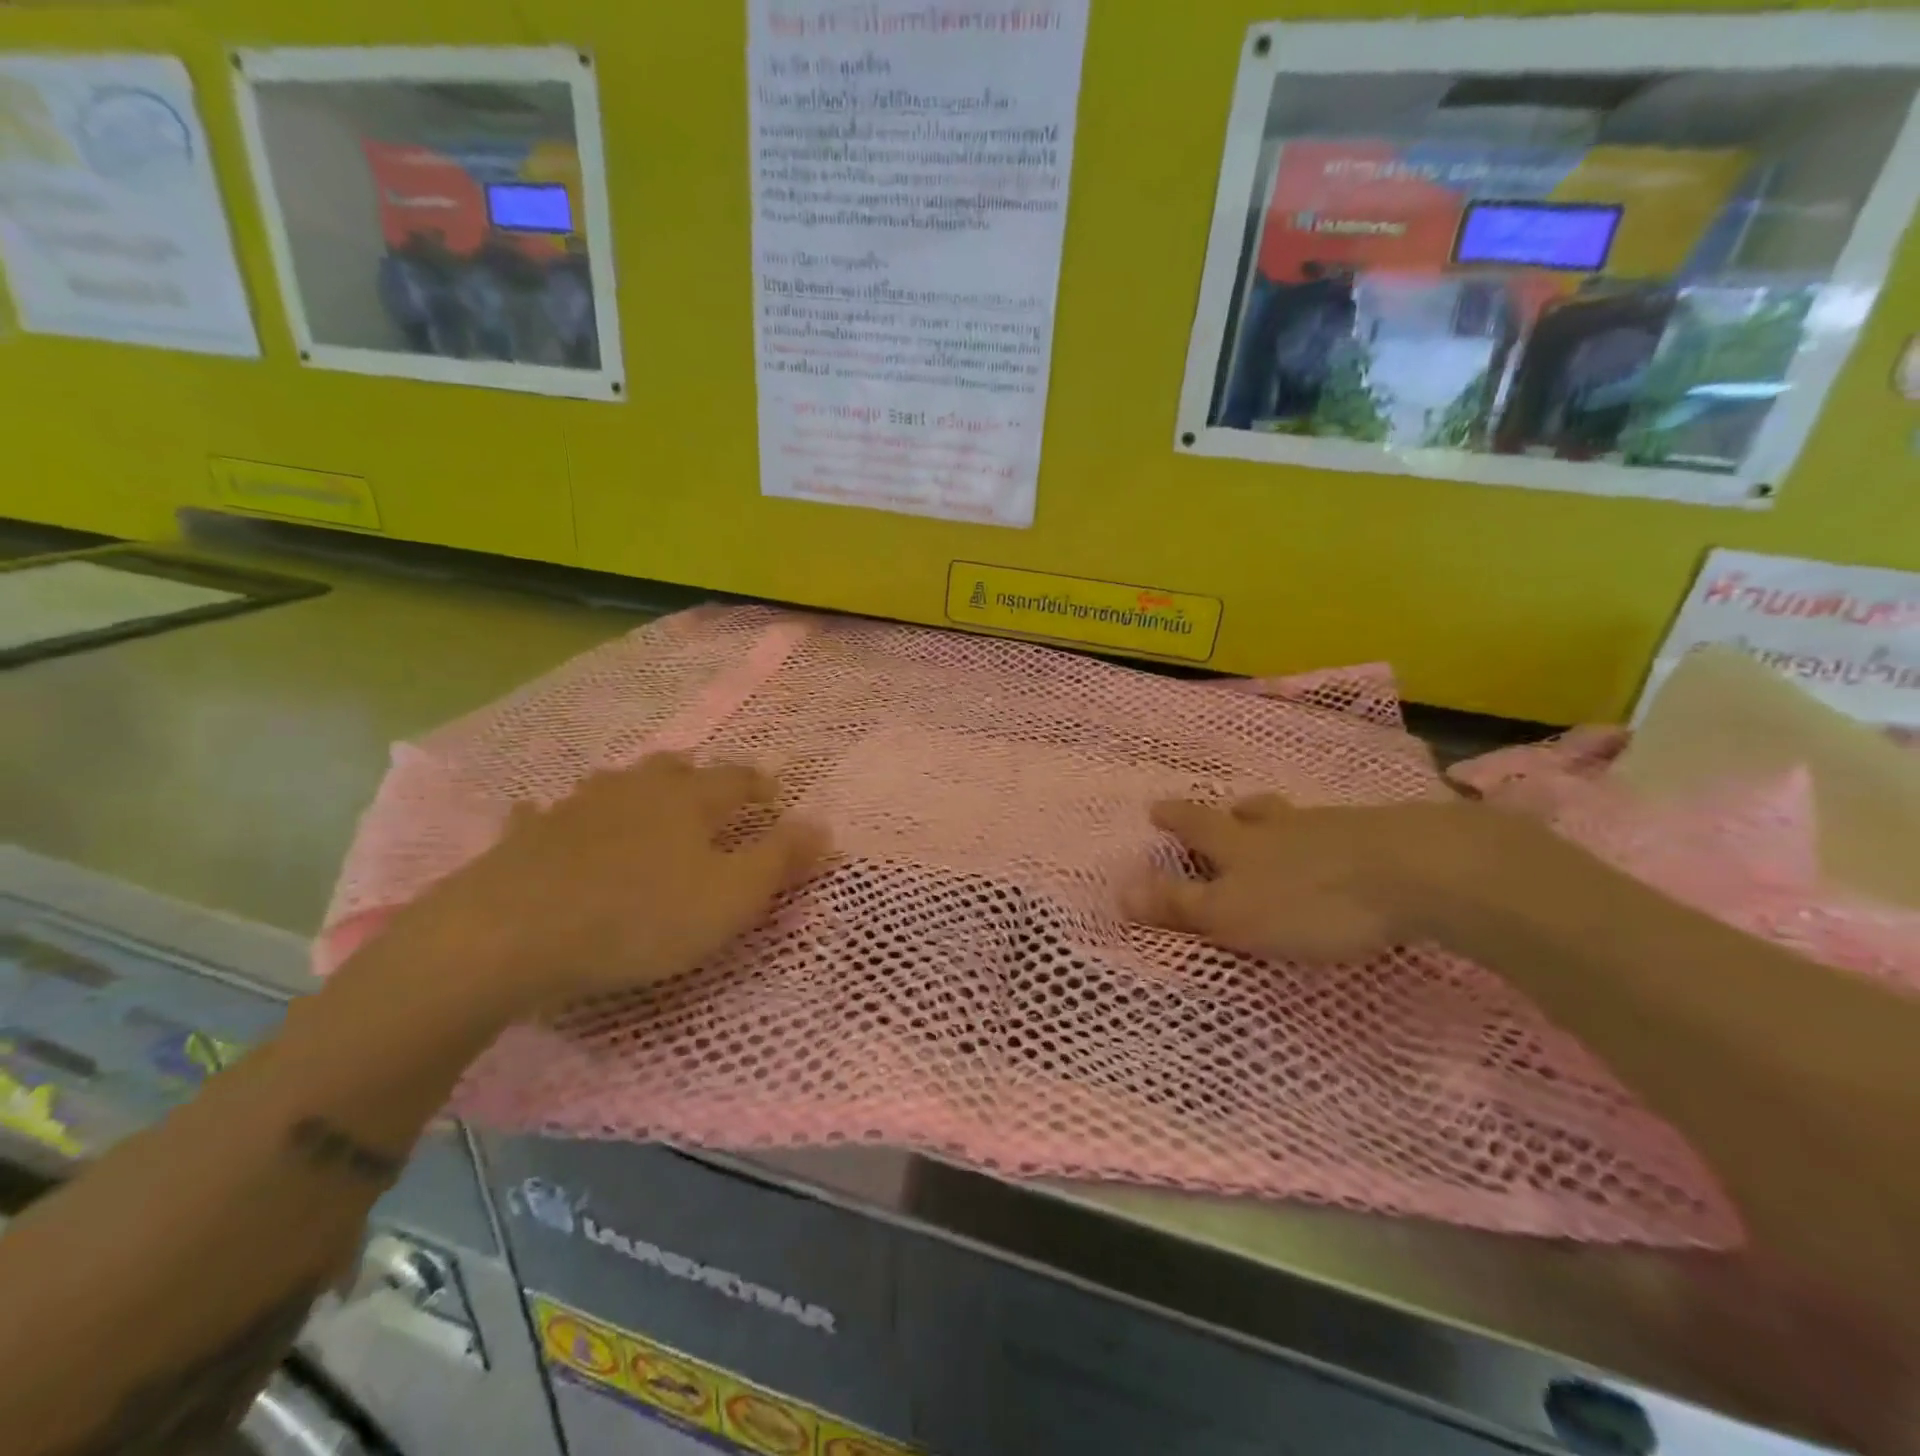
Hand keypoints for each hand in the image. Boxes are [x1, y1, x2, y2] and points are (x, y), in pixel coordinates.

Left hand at [379, 753, 828, 1016]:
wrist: (509, 935)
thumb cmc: (640, 917)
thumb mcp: (731, 898)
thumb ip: (780, 860)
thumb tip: (823, 825)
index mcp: (690, 801)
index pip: (738, 780)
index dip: (760, 786)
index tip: (774, 797)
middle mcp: (636, 790)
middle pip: (675, 770)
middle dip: (698, 778)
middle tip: (709, 794)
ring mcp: (576, 808)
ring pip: (616, 784)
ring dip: (637, 790)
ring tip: (645, 805)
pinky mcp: (527, 837)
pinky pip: (544, 815)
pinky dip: (555, 817)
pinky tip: (545, 819)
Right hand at [1130, 793, 1495, 960]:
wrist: (1416, 872)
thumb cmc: (1310, 901)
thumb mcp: (1233, 915)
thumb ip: (1179, 906)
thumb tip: (1118, 891)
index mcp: (1240, 844)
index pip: (1196, 826)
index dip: (1173, 818)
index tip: (1155, 808)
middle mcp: (1281, 827)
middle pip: (1249, 814)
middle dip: (1231, 814)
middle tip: (1227, 812)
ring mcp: (1333, 826)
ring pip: (1295, 818)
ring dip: (1279, 821)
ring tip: (1278, 825)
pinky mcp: (1381, 836)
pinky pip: (1342, 830)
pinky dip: (1330, 836)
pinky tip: (1343, 849)